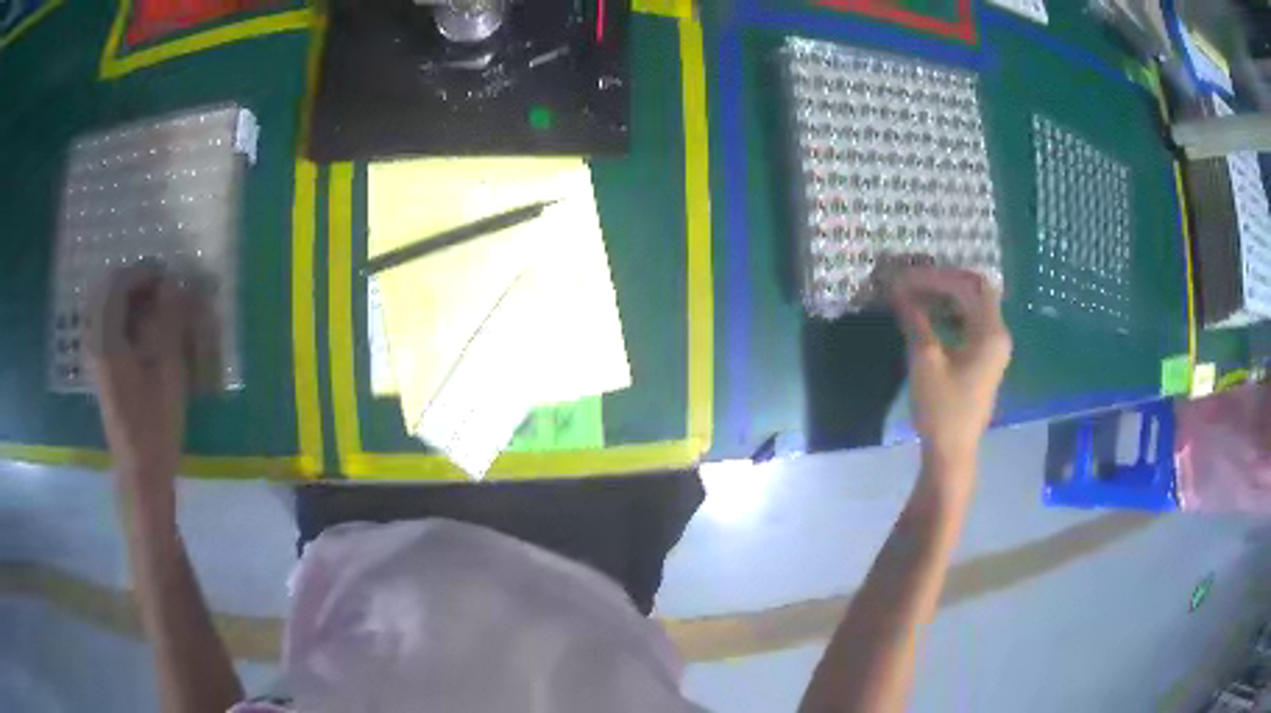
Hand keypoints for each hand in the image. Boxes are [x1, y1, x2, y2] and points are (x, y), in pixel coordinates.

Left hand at [88, 264, 189, 500]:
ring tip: (152, 307)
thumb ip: (168, 322)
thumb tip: (173, 283)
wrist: (141, 474)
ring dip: (127, 299)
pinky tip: (141, 330)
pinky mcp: (102, 372)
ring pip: (104, 309)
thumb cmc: (156, 426)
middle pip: (106, 292)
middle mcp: (96, 343)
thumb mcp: (168, 372)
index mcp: (108, 341)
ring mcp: (96, 359)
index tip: (167, 278)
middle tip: (159, 290)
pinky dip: (122, 318)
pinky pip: (106, 328)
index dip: (142, 273)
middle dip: (133, 283)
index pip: (117, 285)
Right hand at [891, 267, 1011, 469]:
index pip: (968, 285)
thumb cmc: (942, 408)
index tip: (905, 279)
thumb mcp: (925, 360)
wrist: (952, 452)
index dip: (937, 276)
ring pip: (973, 306)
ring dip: (947, 295)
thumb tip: (896, 287)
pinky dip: (951, 313)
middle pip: (975, 290)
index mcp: (991, 332)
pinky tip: (930, 316)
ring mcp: (994, 348)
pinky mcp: (985, 359)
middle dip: (943, 281)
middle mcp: (998, 334)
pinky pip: (971, 322)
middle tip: (911, 281)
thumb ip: (914, 318)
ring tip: (917, 294)